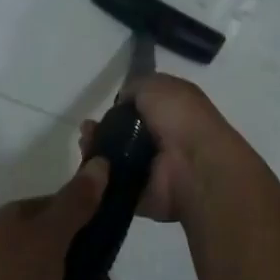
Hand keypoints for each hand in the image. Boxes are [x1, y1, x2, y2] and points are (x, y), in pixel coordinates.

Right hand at [76, 74, 259, 223]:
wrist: (194, 165)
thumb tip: (122, 99)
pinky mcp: (140, 195)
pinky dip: (99, 178)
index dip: (118, 108)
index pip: (139, 109)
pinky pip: (112, 185)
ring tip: (85, 144)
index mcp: (171, 112)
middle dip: (101, 131)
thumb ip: (135, 87)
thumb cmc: (180, 118)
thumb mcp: (157, 85)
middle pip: (122, 135)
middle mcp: (162, 140)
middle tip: (87, 130)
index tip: (102, 109)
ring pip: (114, 160)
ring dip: (97, 152)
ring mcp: (152, 170)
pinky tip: (89, 167)